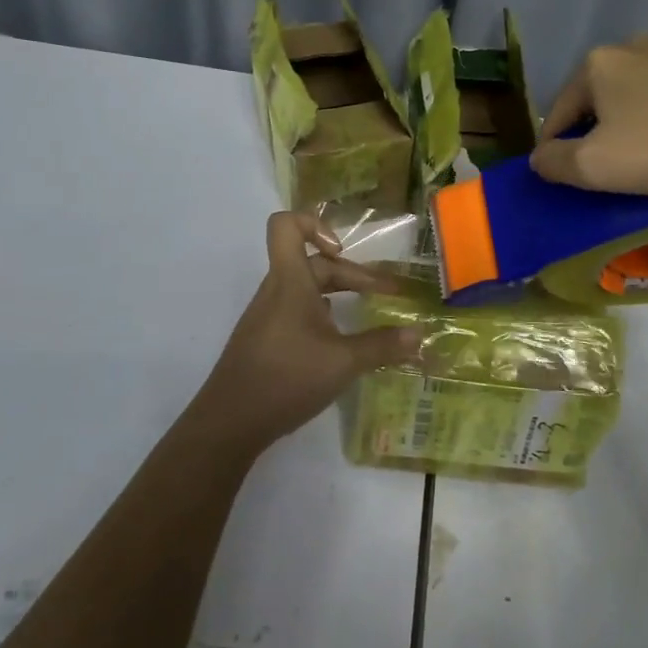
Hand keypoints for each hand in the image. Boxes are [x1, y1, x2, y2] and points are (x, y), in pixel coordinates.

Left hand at [188, 212, 419, 456]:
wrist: (229, 423)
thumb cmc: (286, 379)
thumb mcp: (343, 362)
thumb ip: (382, 346)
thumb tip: (419, 334)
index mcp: (290, 281)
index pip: (287, 225)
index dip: (316, 225)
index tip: (343, 251)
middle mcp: (276, 290)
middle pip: (314, 263)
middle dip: (353, 274)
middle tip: (387, 296)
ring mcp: (268, 315)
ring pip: (306, 288)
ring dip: (339, 293)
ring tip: (366, 313)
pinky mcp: (265, 339)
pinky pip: (297, 310)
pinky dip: (323, 315)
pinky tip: (339, 341)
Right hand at [529, 37, 647, 194]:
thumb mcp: (594, 167)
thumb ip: (554, 162)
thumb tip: (539, 158)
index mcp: (597, 64)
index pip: (559, 111)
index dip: (553, 145)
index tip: (559, 174)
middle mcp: (635, 45)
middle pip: (600, 96)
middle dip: (597, 128)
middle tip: (607, 165)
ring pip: (643, 91)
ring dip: (637, 118)